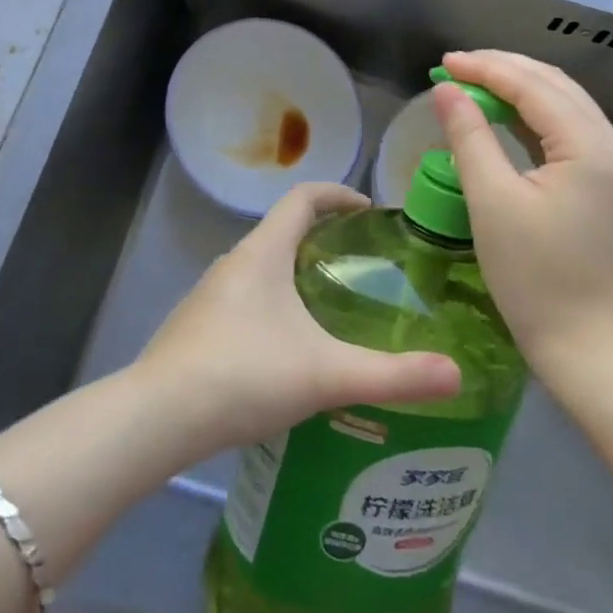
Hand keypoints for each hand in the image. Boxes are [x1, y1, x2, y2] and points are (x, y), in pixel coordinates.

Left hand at [134, 183, 461, 456]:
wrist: (156, 418)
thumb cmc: (243, 375)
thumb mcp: (326, 374)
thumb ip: (392, 375)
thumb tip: (456, 374)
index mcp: (263, 252)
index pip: (302, 197)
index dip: (337, 194)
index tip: (368, 210)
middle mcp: (233, 263)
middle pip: (282, 230)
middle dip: (322, 238)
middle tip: (361, 266)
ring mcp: (209, 295)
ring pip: (261, 268)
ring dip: (295, 274)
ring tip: (330, 308)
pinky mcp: (196, 327)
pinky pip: (244, 298)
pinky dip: (272, 304)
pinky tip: (287, 350)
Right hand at [433, 51, 612, 380]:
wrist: (588, 343)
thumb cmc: (534, 276)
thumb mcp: (491, 201)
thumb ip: (469, 136)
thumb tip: (446, 90)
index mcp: (590, 146)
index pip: (534, 86)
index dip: (486, 68)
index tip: (444, 62)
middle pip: (556, 86)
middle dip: (504, 70)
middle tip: (455, 67)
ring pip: (565, 105)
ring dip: (520, 89)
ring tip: (474, 82)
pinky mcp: (610, 183)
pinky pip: (570, 131)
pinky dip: (534, 116)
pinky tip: (505, 115)